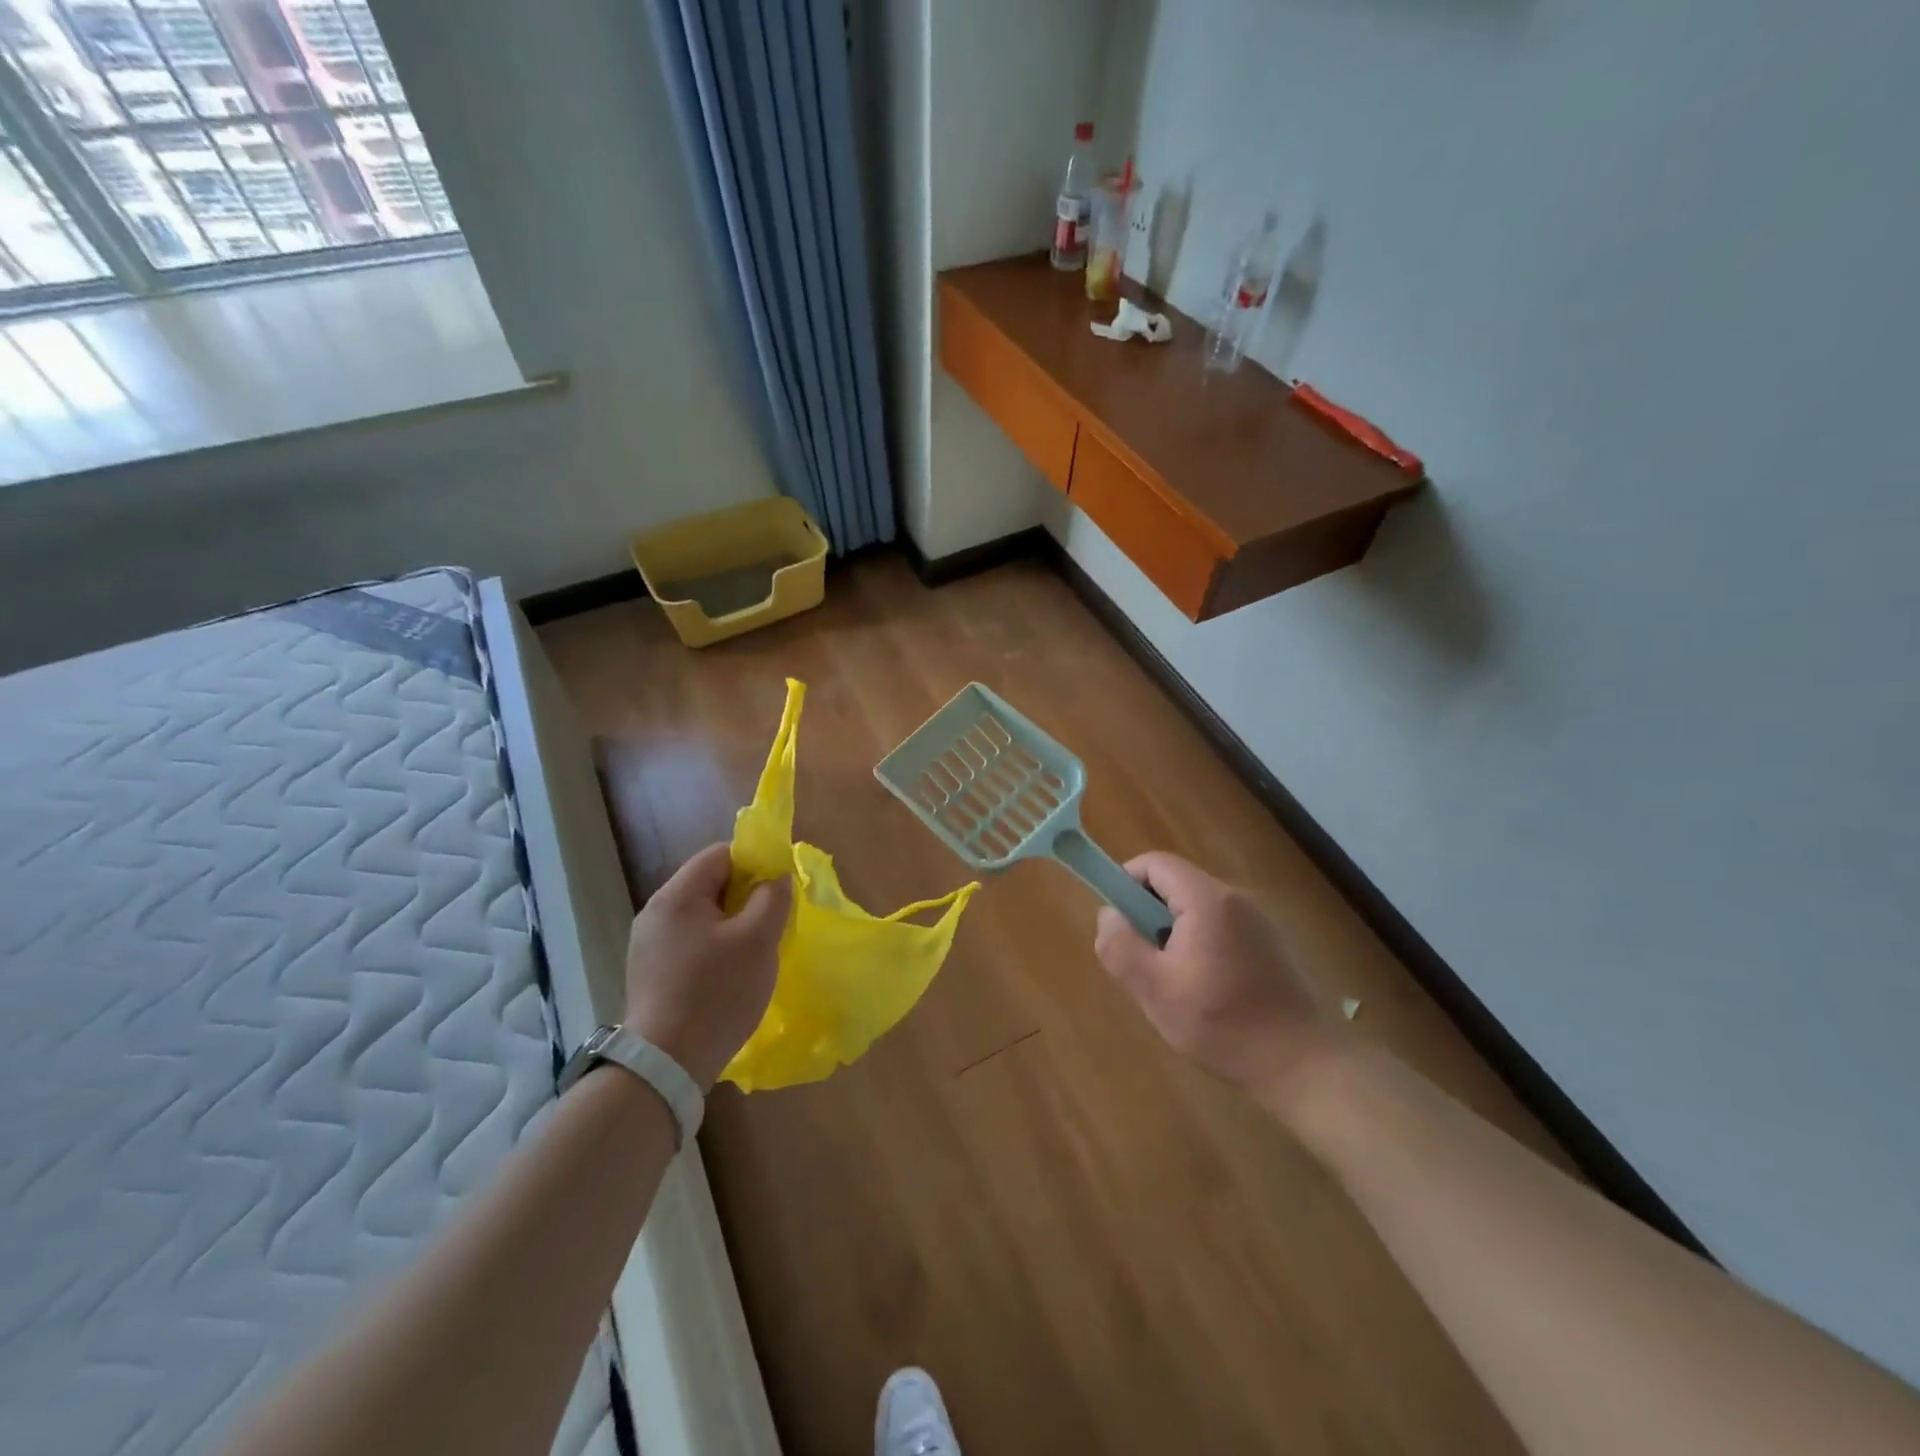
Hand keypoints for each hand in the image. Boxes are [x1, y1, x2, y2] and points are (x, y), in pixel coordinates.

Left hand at [621, 843, 790, 1090]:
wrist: (666, 1065)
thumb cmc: (717, 992)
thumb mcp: (757, 940)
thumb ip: (772, 898)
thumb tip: (775, 877)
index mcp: (677, 896)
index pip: (720, 854)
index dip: (755, 862)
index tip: (779, 887)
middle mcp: (655, 912)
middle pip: (709, 883)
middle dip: (745, 895)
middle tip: (773, 920)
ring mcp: (648, 944)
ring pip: (701, 915)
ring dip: (732, 923)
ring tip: (756, 949)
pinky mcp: (649, 972)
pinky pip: (690, 941)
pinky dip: (714, 946)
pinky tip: (729, 973)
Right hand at [1094, 852, 1334, 1102]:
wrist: (1305, 1067)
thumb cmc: (1223, 1025)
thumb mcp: (1154, 990)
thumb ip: (1120, 946)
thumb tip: (1108, 915)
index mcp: (1208, 900)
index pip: (1155, 863)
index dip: (1126, 883)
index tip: (1119, 924)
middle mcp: (1237, 898)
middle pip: (1176, 885)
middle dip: (1149, 916)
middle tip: (1144, 963)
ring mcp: (1260, 921)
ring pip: (1198, 909)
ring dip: (1175, 935)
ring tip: (1175, 985)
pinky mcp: (1273, 944)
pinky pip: (1222, 928)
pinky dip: (1202, 947)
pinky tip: (1209, 994)